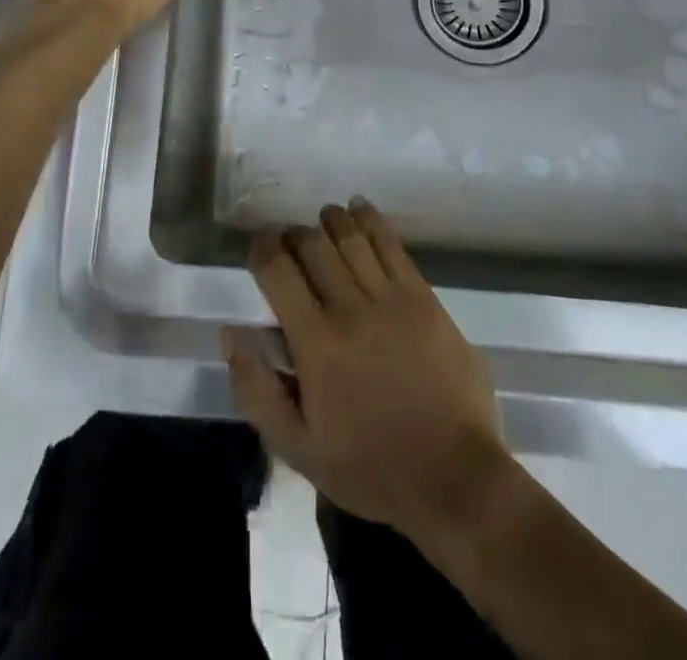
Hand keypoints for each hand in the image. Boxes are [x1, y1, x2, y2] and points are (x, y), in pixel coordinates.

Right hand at [222, 200, 514, 544]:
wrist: (455, 478)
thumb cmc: (371, 468)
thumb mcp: (298, 448)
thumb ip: (257, 388)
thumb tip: (231, 333)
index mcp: (315, 344)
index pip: (278, 271)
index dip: (263, 248)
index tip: (259, 246)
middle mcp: (350, 309)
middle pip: (313, 246)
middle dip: (294, 235)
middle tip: (290, 243)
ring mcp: (391, 298)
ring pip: (351, 238)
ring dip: (330, 221)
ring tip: (322, 219)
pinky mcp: (423, 297)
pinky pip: (391, 245)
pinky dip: (371, 220)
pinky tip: (359, 208)